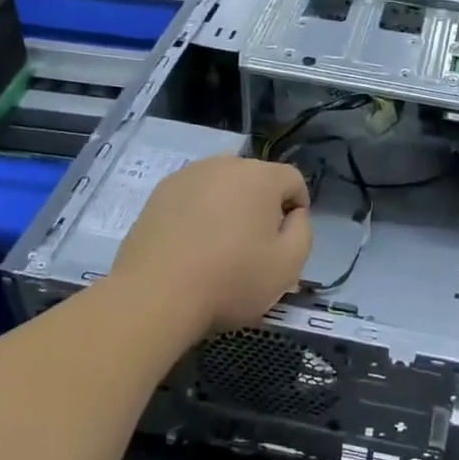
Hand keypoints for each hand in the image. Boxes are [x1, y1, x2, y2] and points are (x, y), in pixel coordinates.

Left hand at [109, 156, 312, 334]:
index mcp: (261, 176)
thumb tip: (294, 214)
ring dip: (229, 205)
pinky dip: (199, 211)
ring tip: (220, 244)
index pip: (292, 179)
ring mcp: (189, 175)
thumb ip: (303, 231)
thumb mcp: (288, 265)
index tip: (286, 237)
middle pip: (257, 178)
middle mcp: (226, 164)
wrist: (155, 295)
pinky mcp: (160, 192)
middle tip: (254, 243)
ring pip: (223, 185)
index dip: (297, 206)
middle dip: (262, 204)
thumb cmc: (230, 280)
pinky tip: (191, 243)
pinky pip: (194, 195)